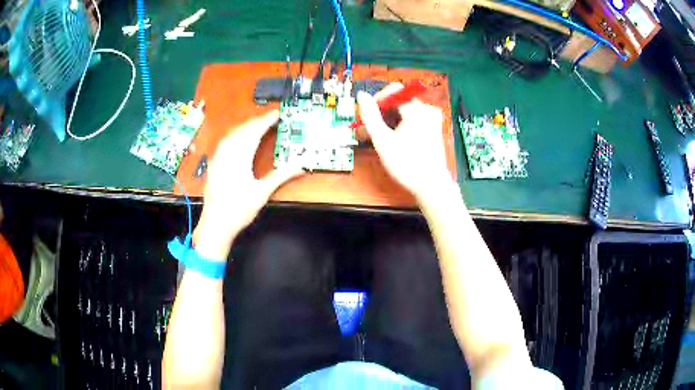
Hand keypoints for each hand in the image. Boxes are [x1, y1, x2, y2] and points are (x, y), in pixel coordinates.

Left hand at [193, 111, 303, 259]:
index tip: (277, 114)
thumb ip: (281, 175)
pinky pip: (224, 142)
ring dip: (245, 127)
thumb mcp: (262, 192)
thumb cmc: (239, 209)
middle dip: (256, 122)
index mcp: (239, 157)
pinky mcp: (213, 165)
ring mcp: (218, 159)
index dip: (266, 121)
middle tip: (270, 118)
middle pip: (242, 130)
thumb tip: (301, 165)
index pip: (254, 132)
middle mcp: (227, 153)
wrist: (215, 224)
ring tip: (257, 124)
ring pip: (232, 135)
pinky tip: (238, 139)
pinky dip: (235, 135)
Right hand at [357, 83, 454, 201]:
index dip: (377, 100)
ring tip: (378, 137)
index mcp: (417, 109)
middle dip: (381, 113)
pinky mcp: (433, 128)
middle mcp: (427, 109)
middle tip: (368, 130)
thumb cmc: (406, 164)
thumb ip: (370, 115)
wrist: (431, 185)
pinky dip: (400, 125)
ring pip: (404, 110)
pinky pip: (412, 118)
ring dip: (389, 120)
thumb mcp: (382, 139)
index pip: (393, 91)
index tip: (367, 116)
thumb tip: (361, 95)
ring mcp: (432, 119)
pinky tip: (392, 139)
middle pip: (398, 100)